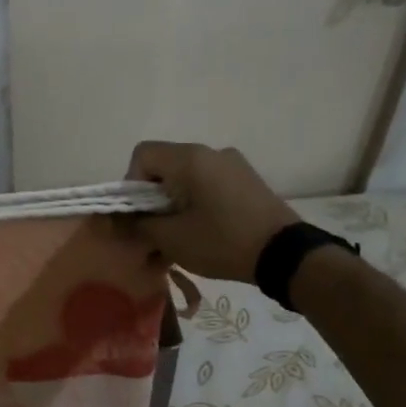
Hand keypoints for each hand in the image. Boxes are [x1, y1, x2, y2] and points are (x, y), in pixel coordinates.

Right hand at [127, 141, 299, 283]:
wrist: (285, 254)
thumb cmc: (221, 241)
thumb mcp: (171, 238)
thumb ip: (139, 225)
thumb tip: (120, 220)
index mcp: (190, 159)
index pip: (143, 154)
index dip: (130, 183)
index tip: (139, 214)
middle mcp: (211, 152)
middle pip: (164, 166)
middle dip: (151, 199)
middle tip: (153, 231)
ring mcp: (233, 164)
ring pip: (186, 178)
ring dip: (172, 204)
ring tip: (177, 236)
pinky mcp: (247, 181)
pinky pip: (208, 185)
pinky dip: (195, 203)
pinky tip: (201, 231)